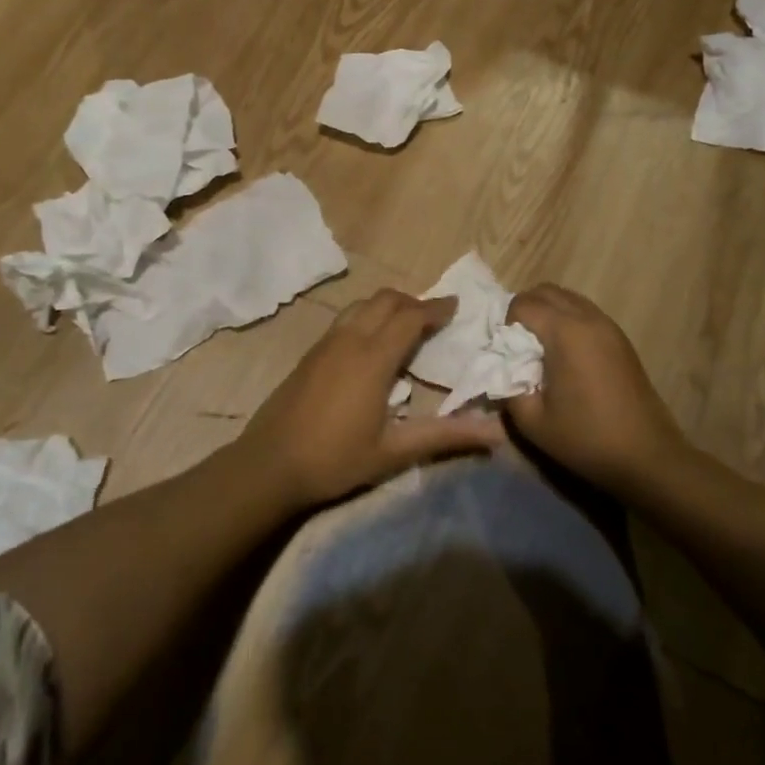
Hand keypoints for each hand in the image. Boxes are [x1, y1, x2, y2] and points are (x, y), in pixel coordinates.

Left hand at [241, 290, 503, 507]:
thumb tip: (495, 432)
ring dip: (387, 306)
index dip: (435, 308)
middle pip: (384, 301)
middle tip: (434, 316)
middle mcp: (348, 340)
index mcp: (372, 358)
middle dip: (413, 301)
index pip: (410, 317)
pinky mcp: (309, 353)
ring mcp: (325, 343)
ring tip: (405, 324)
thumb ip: (445, 436)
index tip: (456, 306)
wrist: (269, 464)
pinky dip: (366, 316)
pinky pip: (345, 319)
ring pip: (361, 305)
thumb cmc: (335, 458)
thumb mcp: (394, 451)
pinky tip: (370, 343)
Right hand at [504, 284, 687, 500]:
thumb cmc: (586, 438)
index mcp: (564, 332)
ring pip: (567, 298)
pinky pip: (584, 312)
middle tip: (518, 346)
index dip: (507, 325)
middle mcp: (587, 318)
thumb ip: (508, 388)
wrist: (647, 457)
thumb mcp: (532, 422)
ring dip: (547, 313)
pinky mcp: (621, 338)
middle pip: (545, 291)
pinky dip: (567, 320)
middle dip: (525, 310)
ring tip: (541, 349)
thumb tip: (502, 370)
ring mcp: (608, 325)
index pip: (523, 304)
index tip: (508, 354)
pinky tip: (566, 356)